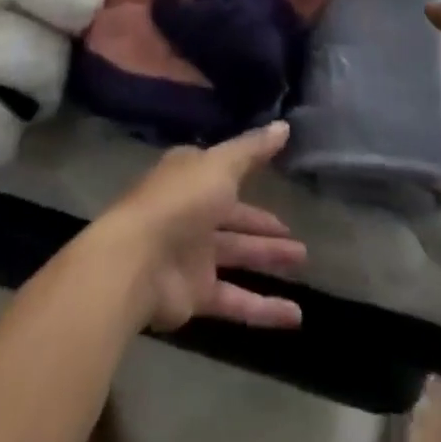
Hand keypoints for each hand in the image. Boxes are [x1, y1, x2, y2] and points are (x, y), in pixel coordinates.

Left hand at [94, 121, 306, 332]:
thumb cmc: (180, 201)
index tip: (278, 173)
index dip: (250, 172)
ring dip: (268, 259)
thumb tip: (284, 125)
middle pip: (234, 217)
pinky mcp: (196, 294)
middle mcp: (192, 211)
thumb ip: (252, 149)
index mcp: (192, 175)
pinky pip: (236, 300)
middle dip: (263, 225)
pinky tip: (296, 316)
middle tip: (297, 234)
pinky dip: (264, 308)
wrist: (137, 262)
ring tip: (303, 261)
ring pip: (238, 254)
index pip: (225, 170)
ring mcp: (193, 254)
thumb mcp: (220, 165)